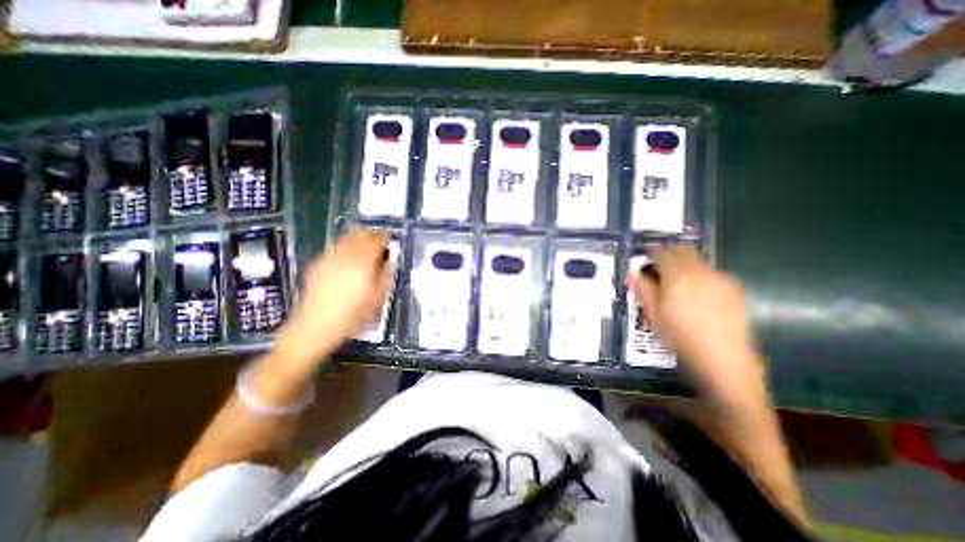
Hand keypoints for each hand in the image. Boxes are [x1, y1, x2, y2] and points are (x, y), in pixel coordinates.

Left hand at [273, 228, 389, 366]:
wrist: (317, 326)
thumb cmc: (353, 315)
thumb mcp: (378, 297)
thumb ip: (387, 274)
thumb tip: (390, 260)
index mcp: (362, 263)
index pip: (376, 239)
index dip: (385, 238)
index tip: (389, 242)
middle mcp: (345, 255)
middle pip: (360, 234)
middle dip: (371, 237)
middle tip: (378, 246)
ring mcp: (329, 258)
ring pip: (346, 239)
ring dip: (358, 241)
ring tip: (363, 254)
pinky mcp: (318, 264)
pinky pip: (336, 249)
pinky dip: (346, 250)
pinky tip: (347, 265)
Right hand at [631, 245, 764, 397]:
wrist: (723, 356)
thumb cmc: (680, 337)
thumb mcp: (654, 315)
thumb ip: (644, 289)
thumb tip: (632, 272)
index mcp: (677, 278)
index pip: (664, 253)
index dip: (653, 250)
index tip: (647, 253)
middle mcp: (699, 273)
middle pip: (684, 250)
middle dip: (671, 252)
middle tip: (661, 264)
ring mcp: (719, 279)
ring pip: (699, 259)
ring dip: (686, 262)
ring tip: (679, 278)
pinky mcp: (733, 288)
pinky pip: (713, 271)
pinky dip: (702, 273)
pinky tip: (699, 290)